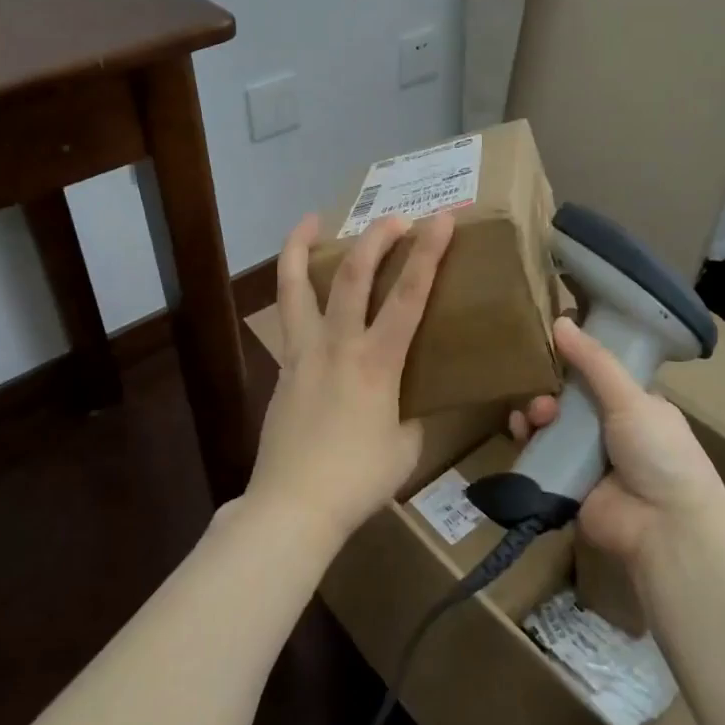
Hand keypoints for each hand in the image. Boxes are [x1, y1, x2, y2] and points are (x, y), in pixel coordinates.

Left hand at [244, 208, 455, 549]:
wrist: (293, 505)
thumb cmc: (358, 479)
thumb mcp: (406, 446)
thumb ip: (412, 411)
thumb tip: (411, 396)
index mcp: (377, 362)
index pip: (409, 295)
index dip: (428, 253)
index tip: (441, 219)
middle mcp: (338, 345)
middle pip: (353, 275)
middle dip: (376, 238)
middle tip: (393, 218)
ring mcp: (303, 352)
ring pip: (296, 286)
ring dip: (302, 247)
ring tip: (308, 220)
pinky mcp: (283, 367)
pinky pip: (288, 318)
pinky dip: (294, 290)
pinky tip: (301, 291)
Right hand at [509, 316, 724, 571]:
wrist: (665, 528)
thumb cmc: (659, 454)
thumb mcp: (631, 399)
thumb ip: (594, 362)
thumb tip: (561, 320)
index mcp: (638, 408)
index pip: (602, 376)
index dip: (577, 361)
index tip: (551, 345)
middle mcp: (614, 432)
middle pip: (571, 401)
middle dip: (552, 393)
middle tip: (545, 398)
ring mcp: (590, 461)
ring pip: (553, 428)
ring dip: (538, 416)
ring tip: (535, 418)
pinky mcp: (568, 486)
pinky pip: (541, 458)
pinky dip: (528, 443)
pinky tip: (520, 432)